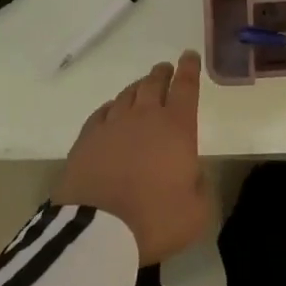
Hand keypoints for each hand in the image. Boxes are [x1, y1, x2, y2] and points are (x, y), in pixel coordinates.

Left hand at [52, 51, 209, 265]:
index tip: (189, 55)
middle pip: (154, 84)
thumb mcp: (196, 212)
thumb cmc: (155, 220)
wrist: (98, 230)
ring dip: (138, 88)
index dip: (190, 69)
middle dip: (162, 73)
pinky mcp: (87, 138)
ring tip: (141, 88)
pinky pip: (102, 112)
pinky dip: (111, 108)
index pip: (186, 88)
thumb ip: (199, 185)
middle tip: (165, 69)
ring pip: (127, 95)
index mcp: (177, 128)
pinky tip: (112, 111)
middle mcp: (145, 117)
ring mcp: (112, 125)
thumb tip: (191, 173)